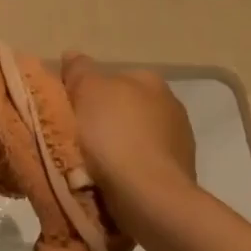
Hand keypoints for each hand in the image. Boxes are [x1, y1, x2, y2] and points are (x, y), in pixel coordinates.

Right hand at [60, 52, 196, 218]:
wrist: (148, 196)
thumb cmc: (115, 136)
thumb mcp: (87, 92)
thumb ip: (80, 70)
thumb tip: (73, 54)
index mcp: (150, 80)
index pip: (113, 79)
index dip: (88, 93)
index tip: (70, 112)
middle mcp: (171, 105)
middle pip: (125, 108)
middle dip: (105, 121)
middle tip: (77, 139)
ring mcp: (179, 142)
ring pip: (136, 138)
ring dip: (118, 148)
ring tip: (93, 167)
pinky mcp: (179, 174)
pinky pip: (143, 165)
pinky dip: (129, 170)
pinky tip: (113, 183)